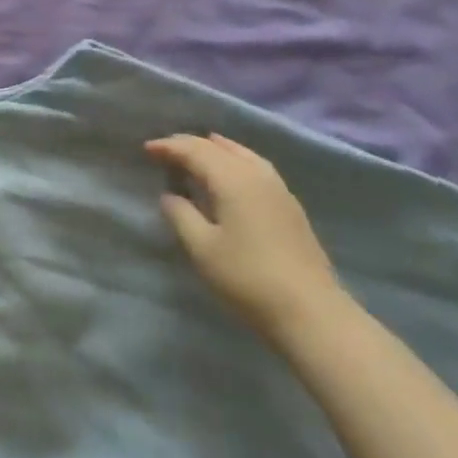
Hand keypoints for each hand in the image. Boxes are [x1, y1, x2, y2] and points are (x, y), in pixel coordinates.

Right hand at [145, 133, 340, 341]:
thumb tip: (170, 196)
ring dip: (215, 149)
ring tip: (197, 151)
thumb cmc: (248, 278)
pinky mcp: (290, 205)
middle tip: (164, 150)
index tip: (146, 149)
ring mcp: (278, 189)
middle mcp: (257, 175)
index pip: (195, 151)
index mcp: (232, 180)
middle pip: (218, 147)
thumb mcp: (202, 248)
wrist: (311, 312)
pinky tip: (231, 173)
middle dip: (189, 144)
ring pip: (242, 154)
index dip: (169, 147)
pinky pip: (255, 166)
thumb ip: (180, 215)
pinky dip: (235, 159)